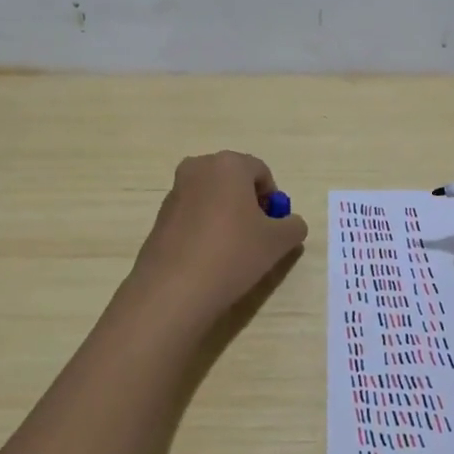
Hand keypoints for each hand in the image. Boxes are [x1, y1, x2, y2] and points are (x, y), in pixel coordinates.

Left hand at [127, 151, 307, 327]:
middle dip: (249, 205)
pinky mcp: (160, 216)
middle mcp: (198, 168)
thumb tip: (290, 224)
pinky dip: (205, 229)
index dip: (273, 199)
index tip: (274, 227)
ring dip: (226, 217)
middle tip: (257, 237)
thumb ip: (293, 226)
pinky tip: (209, 258)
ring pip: (212, 198)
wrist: (174, 289)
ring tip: (232, 251)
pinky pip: (193, 215)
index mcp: (229, 164)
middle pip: (234, 182)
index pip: (262, 172)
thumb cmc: (233, 253)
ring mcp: (175, 191)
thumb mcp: (278, 242)